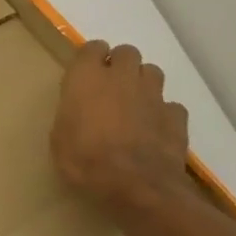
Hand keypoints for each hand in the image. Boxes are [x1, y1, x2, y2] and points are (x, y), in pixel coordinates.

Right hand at [51, 40, 192, 208]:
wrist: (136, 187)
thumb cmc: (85, 161)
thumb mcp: (60, 138)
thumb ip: (71, 114)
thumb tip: (79, 112)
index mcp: (87, 77)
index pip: (91, 48)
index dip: (90, 59)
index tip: (85, 75)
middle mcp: (122, 77)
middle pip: (127, 52)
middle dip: (120, 64)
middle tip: (111, 87)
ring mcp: (153, 95)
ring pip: (152, 72)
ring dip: (143, 83)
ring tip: (135, 104)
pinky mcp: (176, 117)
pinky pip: (171, 105)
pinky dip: (164, 113)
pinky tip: (156, 129)